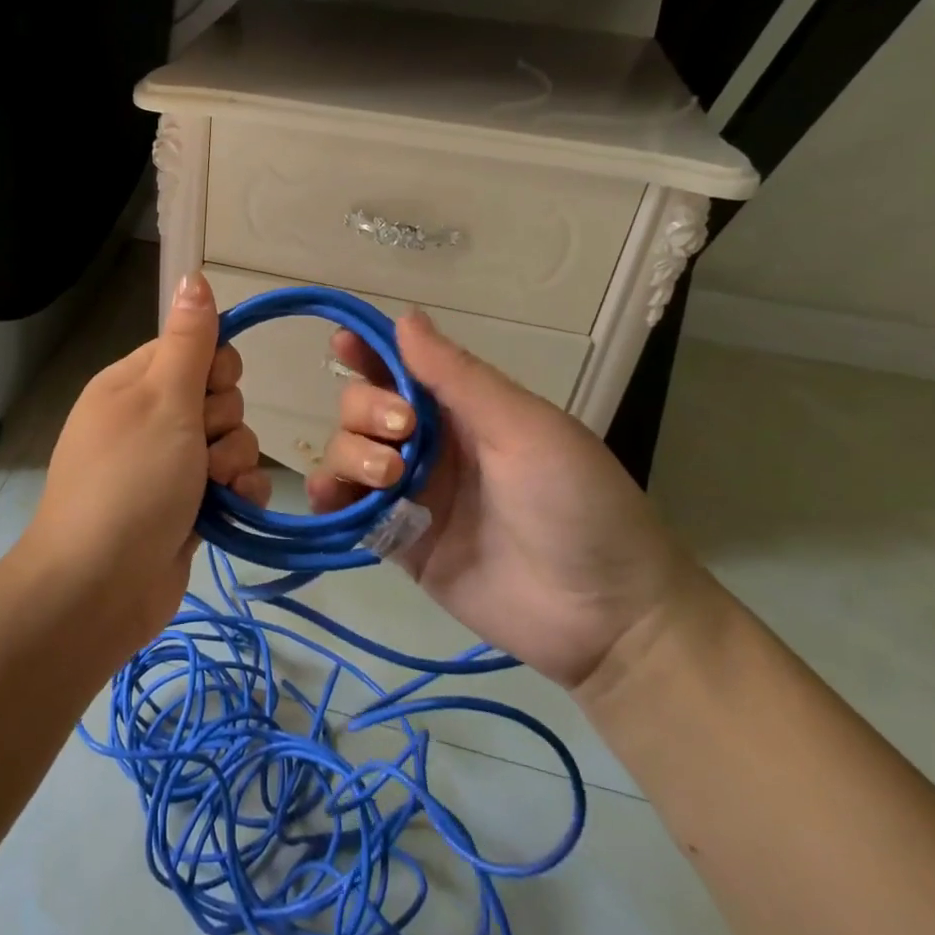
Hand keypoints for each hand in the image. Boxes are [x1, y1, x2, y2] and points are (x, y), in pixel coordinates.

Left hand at [13, 271, 271, 657]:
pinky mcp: (186, 505)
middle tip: (198, 448)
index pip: (193, 348)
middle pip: (217, 394)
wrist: (99, 589)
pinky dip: (238, 492)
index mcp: (133, 383)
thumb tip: (192, 274)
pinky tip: (232, 507)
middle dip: (223, 421)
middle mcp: (150, 418)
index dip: (213, 368)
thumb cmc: (130, 482)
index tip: (208, 392)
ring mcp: (167, 464)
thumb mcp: (161, 400)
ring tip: (209, 488)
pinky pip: (231, 481)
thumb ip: (188, 340)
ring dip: (232, 461)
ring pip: (230, 439)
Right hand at [304, 309, 699, 691]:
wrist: (605, 617)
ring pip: (348, 452)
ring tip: (389, 478)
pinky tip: (332, 495)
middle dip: (366, 409)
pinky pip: (346, 509)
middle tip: (401, 431)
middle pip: (364, 407)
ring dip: (351, 452)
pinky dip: (329, 496)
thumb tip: (404, 317)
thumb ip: (459, 377)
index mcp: (464, 410)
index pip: (402, 368)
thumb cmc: (577, 503)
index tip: (342, 344)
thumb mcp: (525, 428)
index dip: (369, 351)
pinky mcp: (397, 541)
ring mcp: (411, 494)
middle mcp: (429, 445)